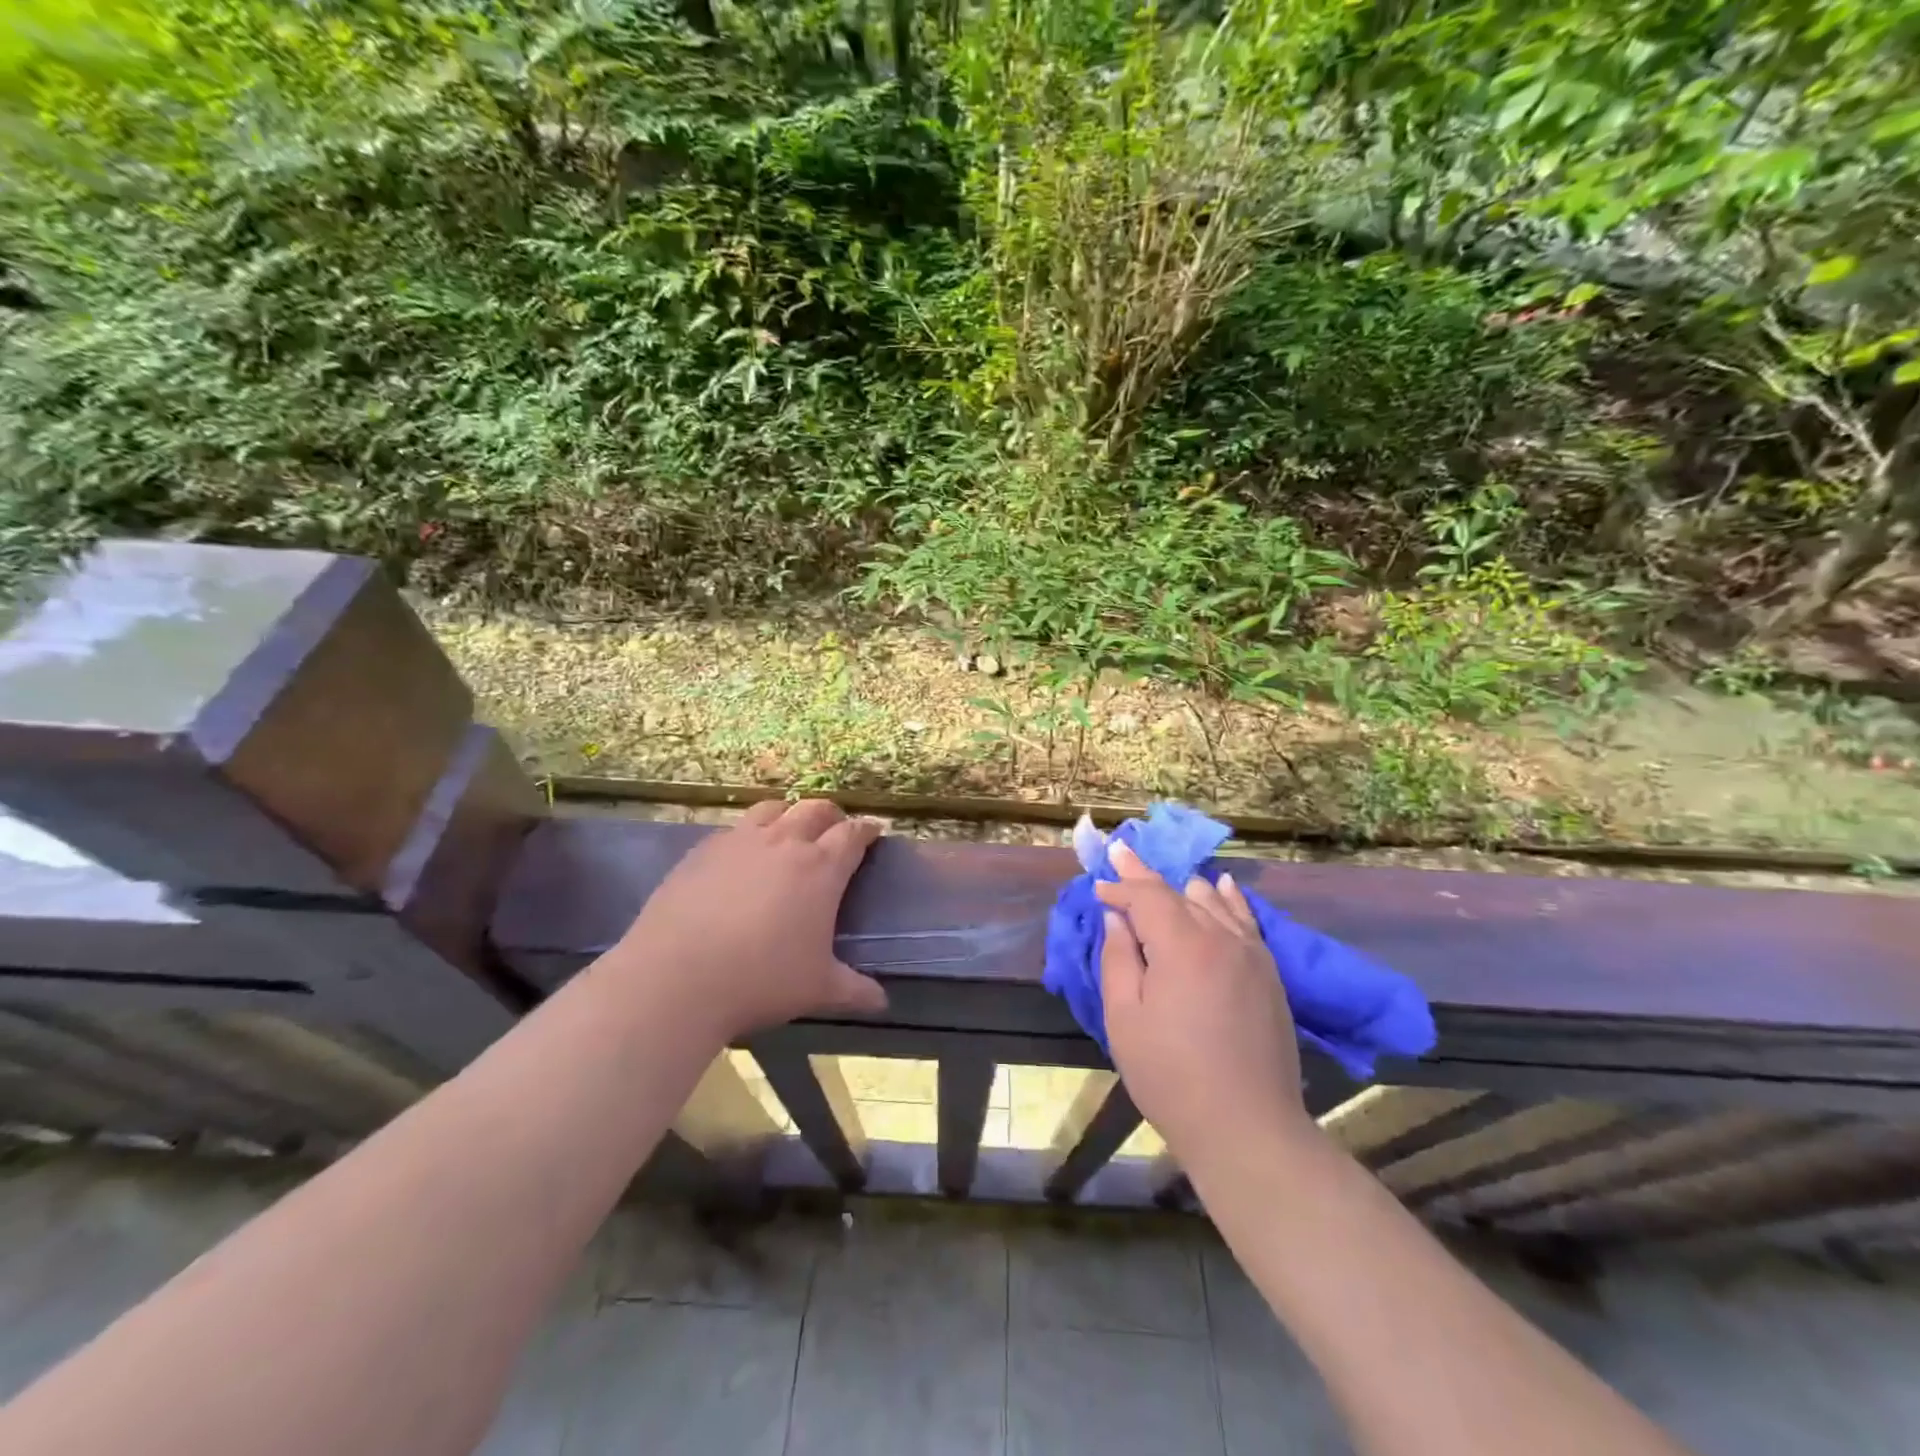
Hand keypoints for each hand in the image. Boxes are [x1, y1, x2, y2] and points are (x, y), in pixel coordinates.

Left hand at [609, 799, 887, 1042]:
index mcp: (821, 868)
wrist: (676, 978)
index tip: (874, 832)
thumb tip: (882, 1002)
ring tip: (789, 831)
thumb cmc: (761, 980)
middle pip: (815, 810)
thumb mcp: (818, 990)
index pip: (853, 835)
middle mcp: (783, 842)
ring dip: (789, 814)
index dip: (867, 830)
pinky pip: (734, 829)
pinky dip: (749, 833)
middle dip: (832, 816)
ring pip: (773, 809)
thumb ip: (855, 991)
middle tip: (835, 831)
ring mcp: (739, 841)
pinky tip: (741, 857)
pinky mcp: (702, 850)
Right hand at [1096, 840, 1308, 1163]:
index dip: (1120, 886)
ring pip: (1213, 902)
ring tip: (1161, 879)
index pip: (1146, 897)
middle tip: (1122, 854)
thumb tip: (1117, 918)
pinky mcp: (1270, 974)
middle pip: (1179, 892)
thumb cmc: (1171, 1076)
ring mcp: (1251, 954)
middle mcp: (1220, 937)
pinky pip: (1246, 921)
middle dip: (1145, 876)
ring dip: (1182, 888)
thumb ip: (1118, 959)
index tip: (1098, 883)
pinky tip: (1222, 886)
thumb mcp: (1125, 1019)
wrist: (1248, 1128)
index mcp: (1181, 946)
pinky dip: (1229, 899)